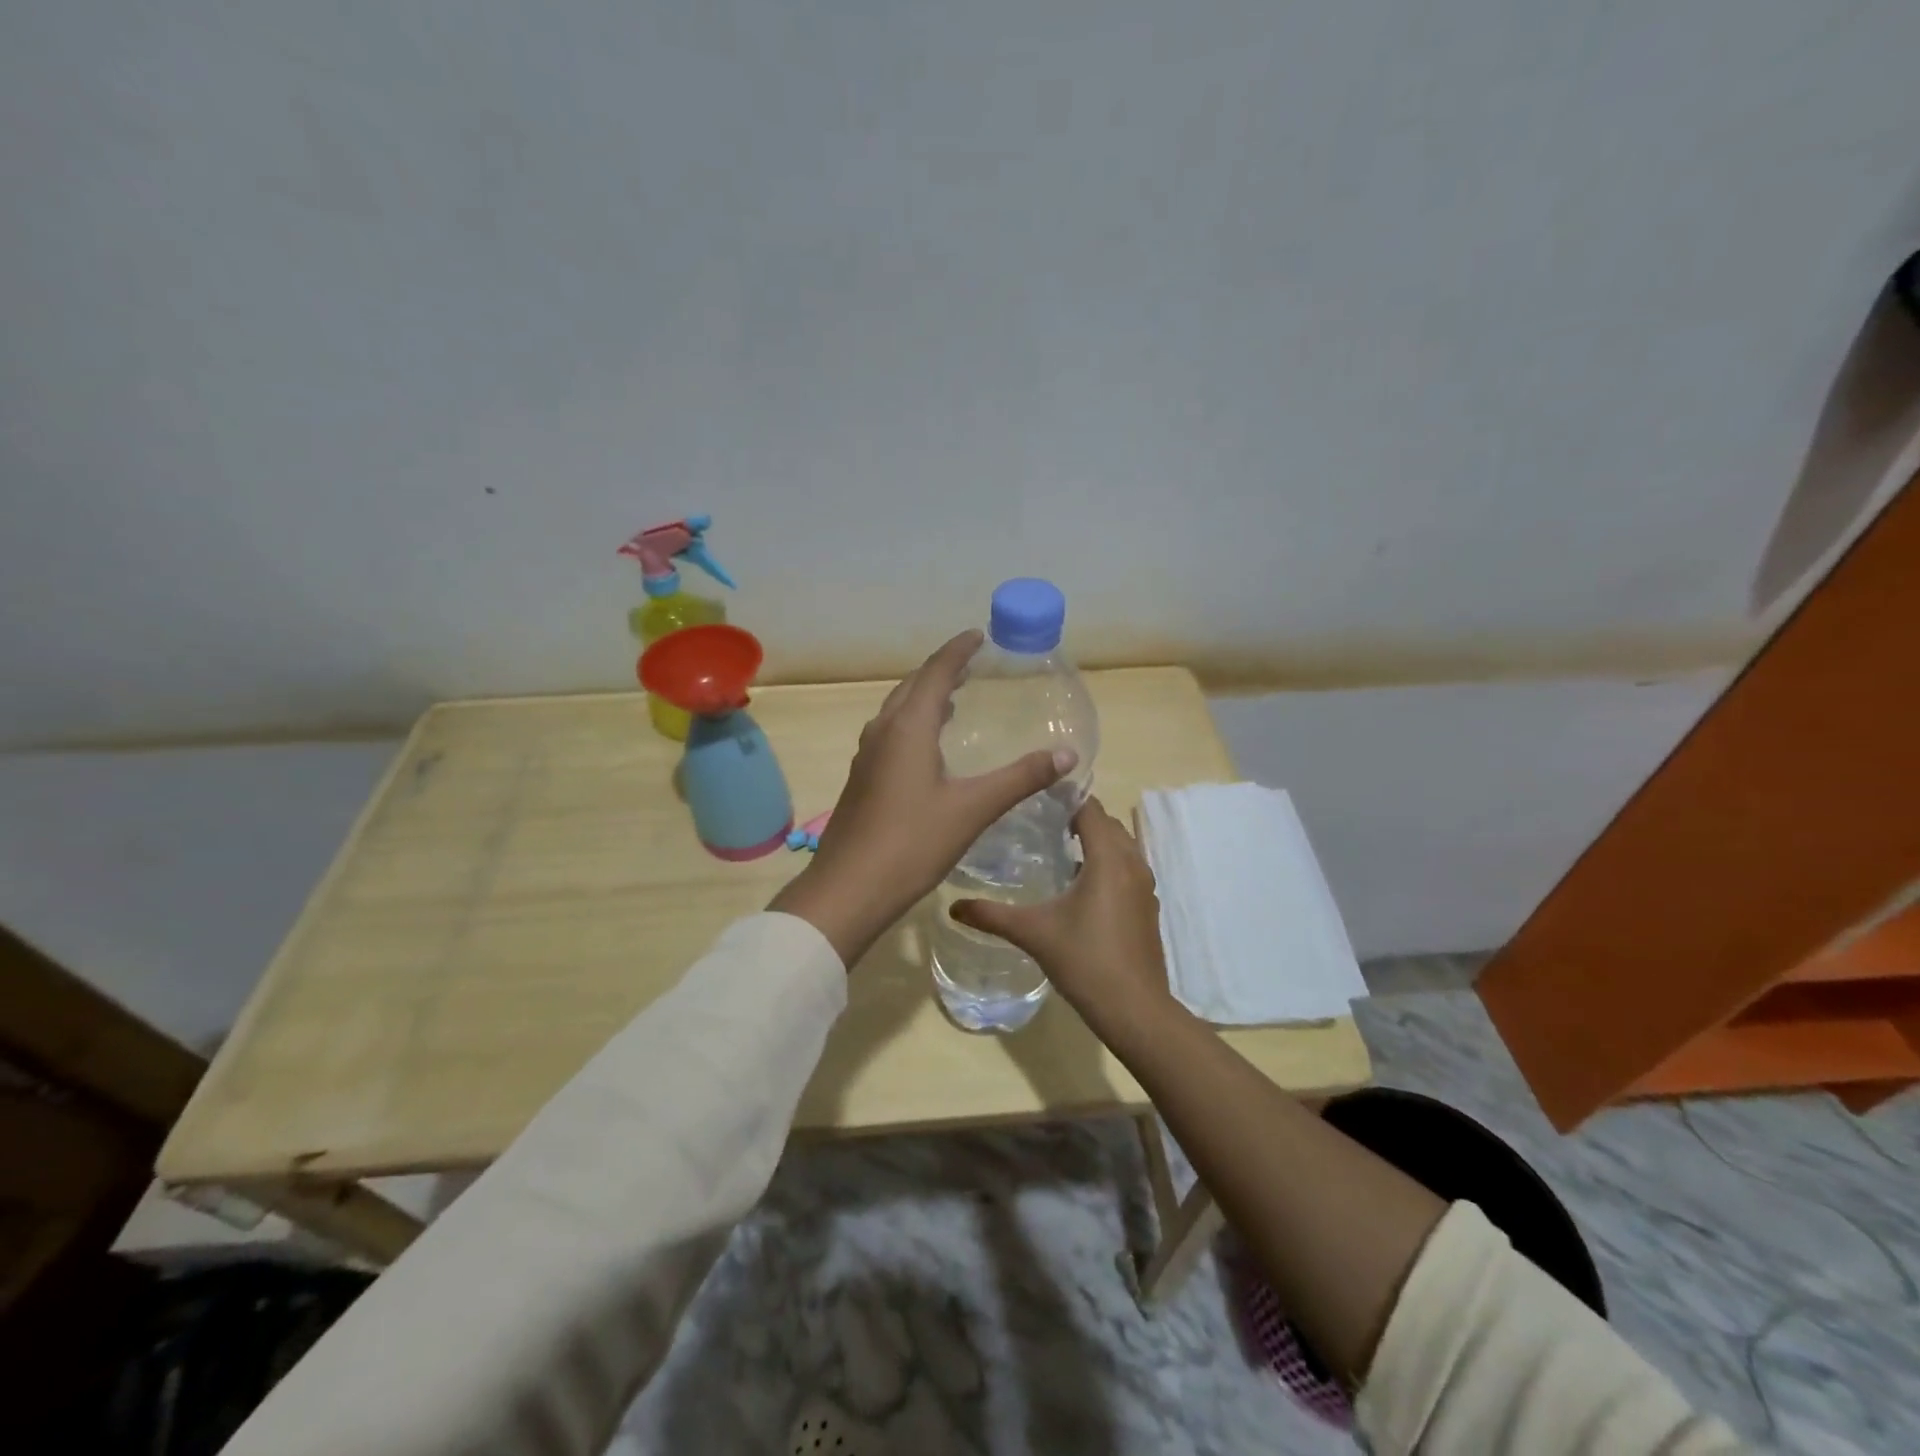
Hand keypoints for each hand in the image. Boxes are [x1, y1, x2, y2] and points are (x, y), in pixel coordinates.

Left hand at [768, 630, 1074, 966]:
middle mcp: (883, 732)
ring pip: (897, 710)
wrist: (848, 889)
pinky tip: (926, 747)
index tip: (978, 635)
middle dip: (941, 670)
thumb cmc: (912, 843)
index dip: (958, 651)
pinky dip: (912, 723)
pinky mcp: (861, 780)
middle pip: (912, 686)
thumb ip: (1020, 778)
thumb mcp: (973, 809)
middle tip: (970, 663)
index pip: (936, 673)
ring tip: (953, 698)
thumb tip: (1066, 755)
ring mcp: (867, 756)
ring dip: (924, 696)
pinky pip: (890, 733)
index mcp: (908, 727)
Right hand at [949, 797, 1176, 1042]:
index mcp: (1108, 858)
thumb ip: (992, 915)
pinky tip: (1080, 886)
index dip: (1065, 798)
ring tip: (1058, 848)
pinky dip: (1107, 864)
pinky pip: (1127, 869)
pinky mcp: (1147, 907)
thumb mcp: (1033, 933)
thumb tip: (953, 907)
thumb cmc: (1085, 960)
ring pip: (1121, 846)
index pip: (1090, 808)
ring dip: (1095, 841)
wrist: (1135, 1009)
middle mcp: (1132, 863)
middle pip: (1107, 824)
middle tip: (1040, 822)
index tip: (1035, 798)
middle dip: (1078, 817)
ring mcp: (1145, 886)